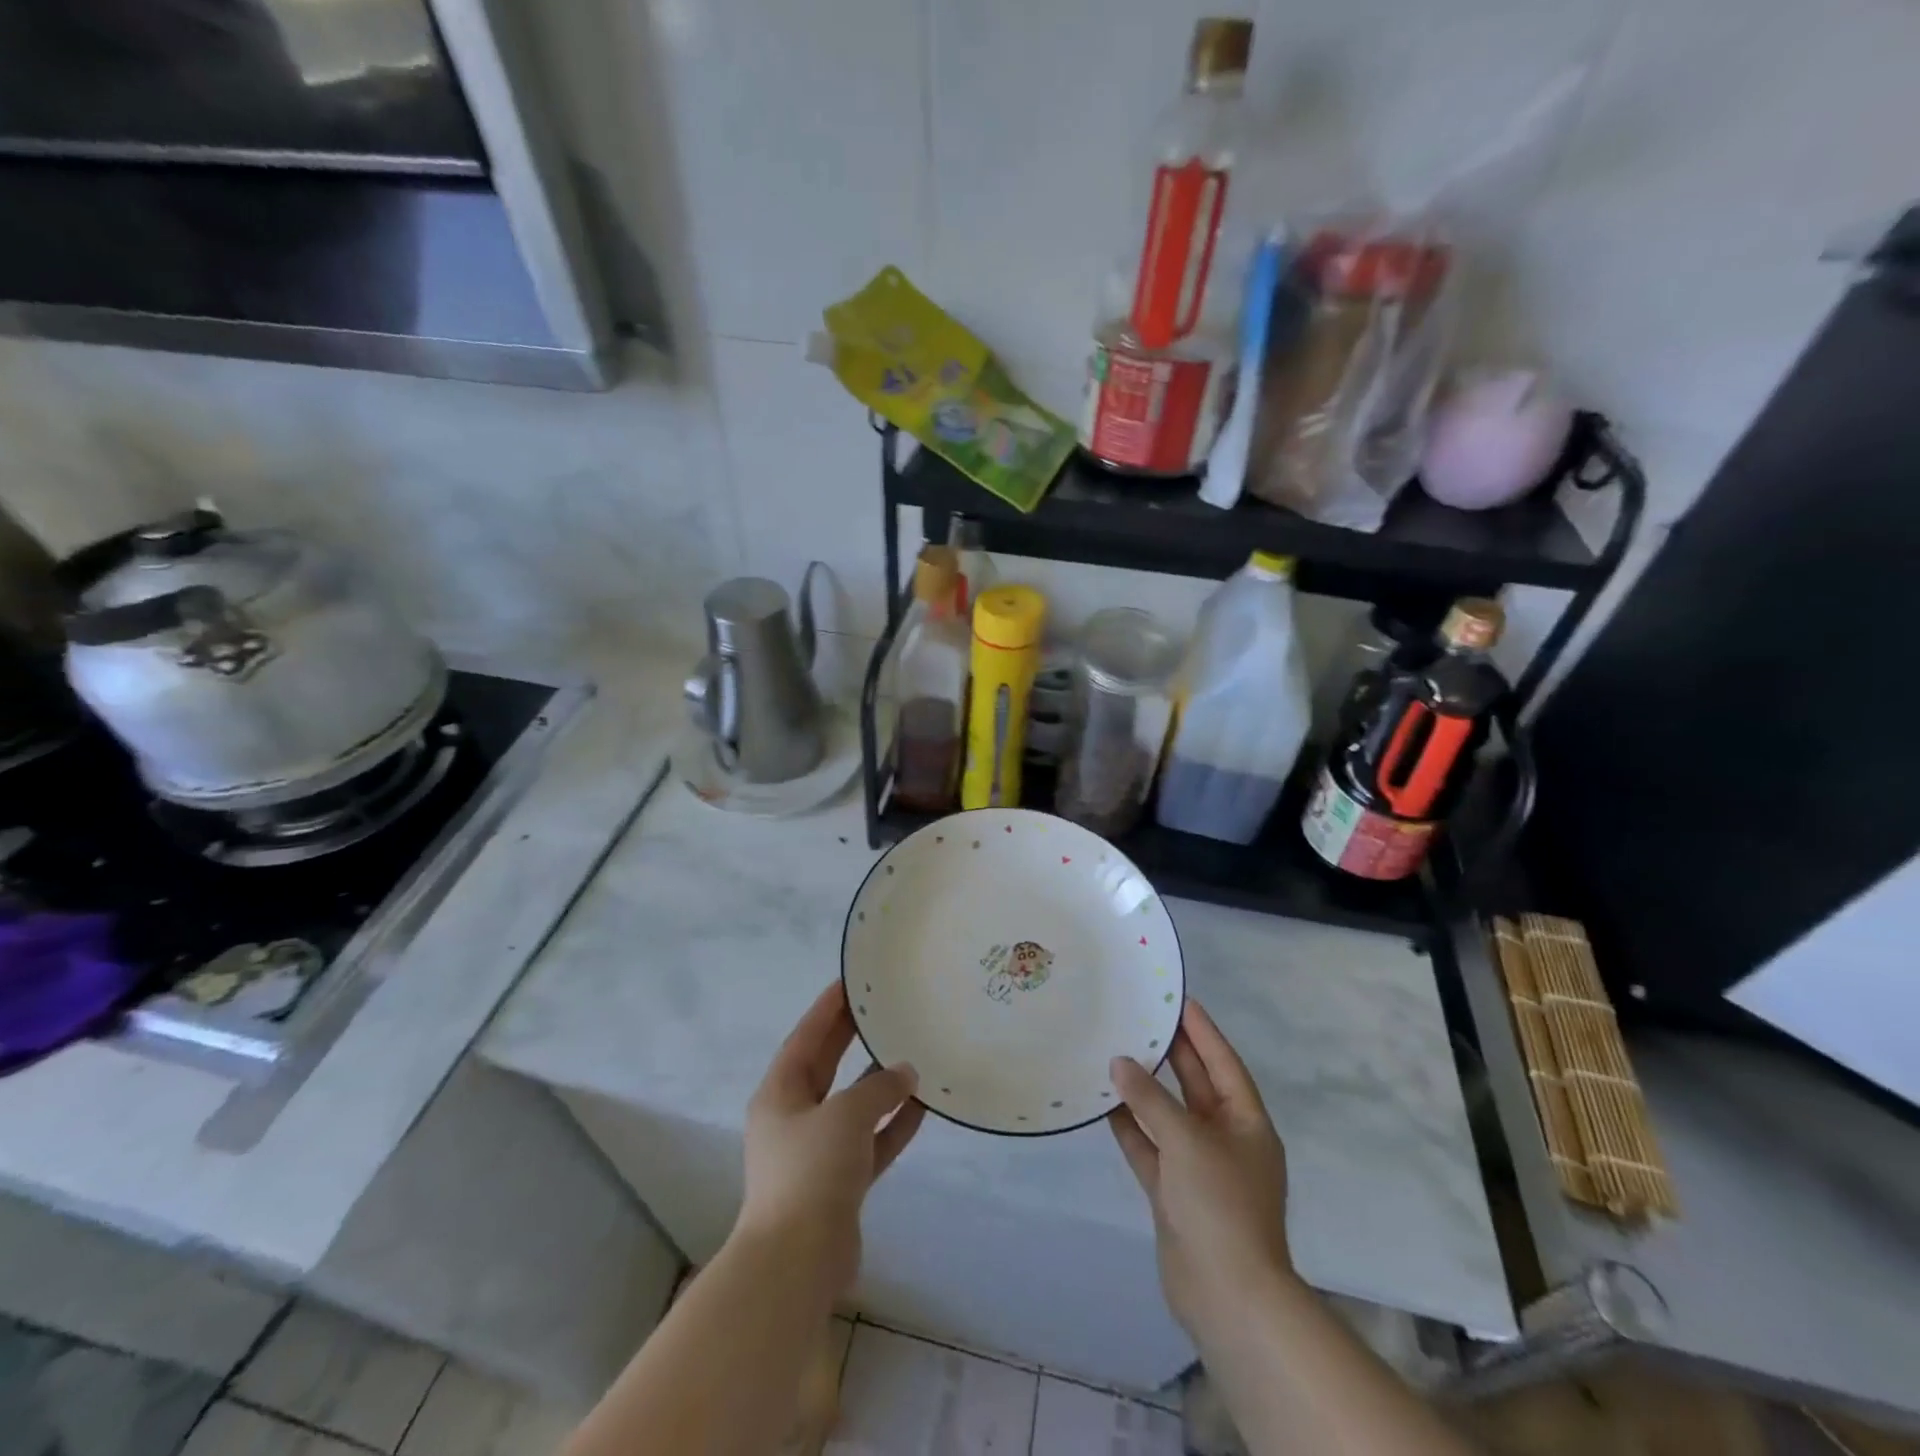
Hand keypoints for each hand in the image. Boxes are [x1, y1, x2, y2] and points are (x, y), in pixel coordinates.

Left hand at [737, 981, 925, 1293]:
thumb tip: (904, 1073)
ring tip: (912, 1053)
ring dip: (879, 1084)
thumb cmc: (810, 1172)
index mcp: (780, 1093)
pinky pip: (871, 1141)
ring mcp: (818, 1152)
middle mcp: (795, 1117)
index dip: (828, 1008)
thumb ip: (878, 1089)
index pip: (806, 1037)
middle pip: (827, 1066)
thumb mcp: (845, 1116)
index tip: (851, 981)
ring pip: (853, 1105)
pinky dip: (892, 1124)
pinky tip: (922, 1106)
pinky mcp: (840, 1183)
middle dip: (852, 1038)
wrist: (796, 1263)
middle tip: (883, 1008)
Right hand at [1109, 999, 1294, 1339]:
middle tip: (1140, 1016)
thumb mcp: (1188, 1140)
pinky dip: (1130, 1127)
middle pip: (1196, 1085)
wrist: (1227, 1297)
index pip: (1223, 1062)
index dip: (1202, 1030)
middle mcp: (1225, 1140)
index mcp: (1247, 1123)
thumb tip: (1119, 1063)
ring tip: (1114, 1051)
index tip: (1178, 999)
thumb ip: (1151, 1099)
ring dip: (1143, 1090)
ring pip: (1168, 1115)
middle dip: (1171, 1054)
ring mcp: (1198, 1167)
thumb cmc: (1220, 1205)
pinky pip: (1149, 1147)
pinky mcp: (1173, 1192)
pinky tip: (1103, 1103)